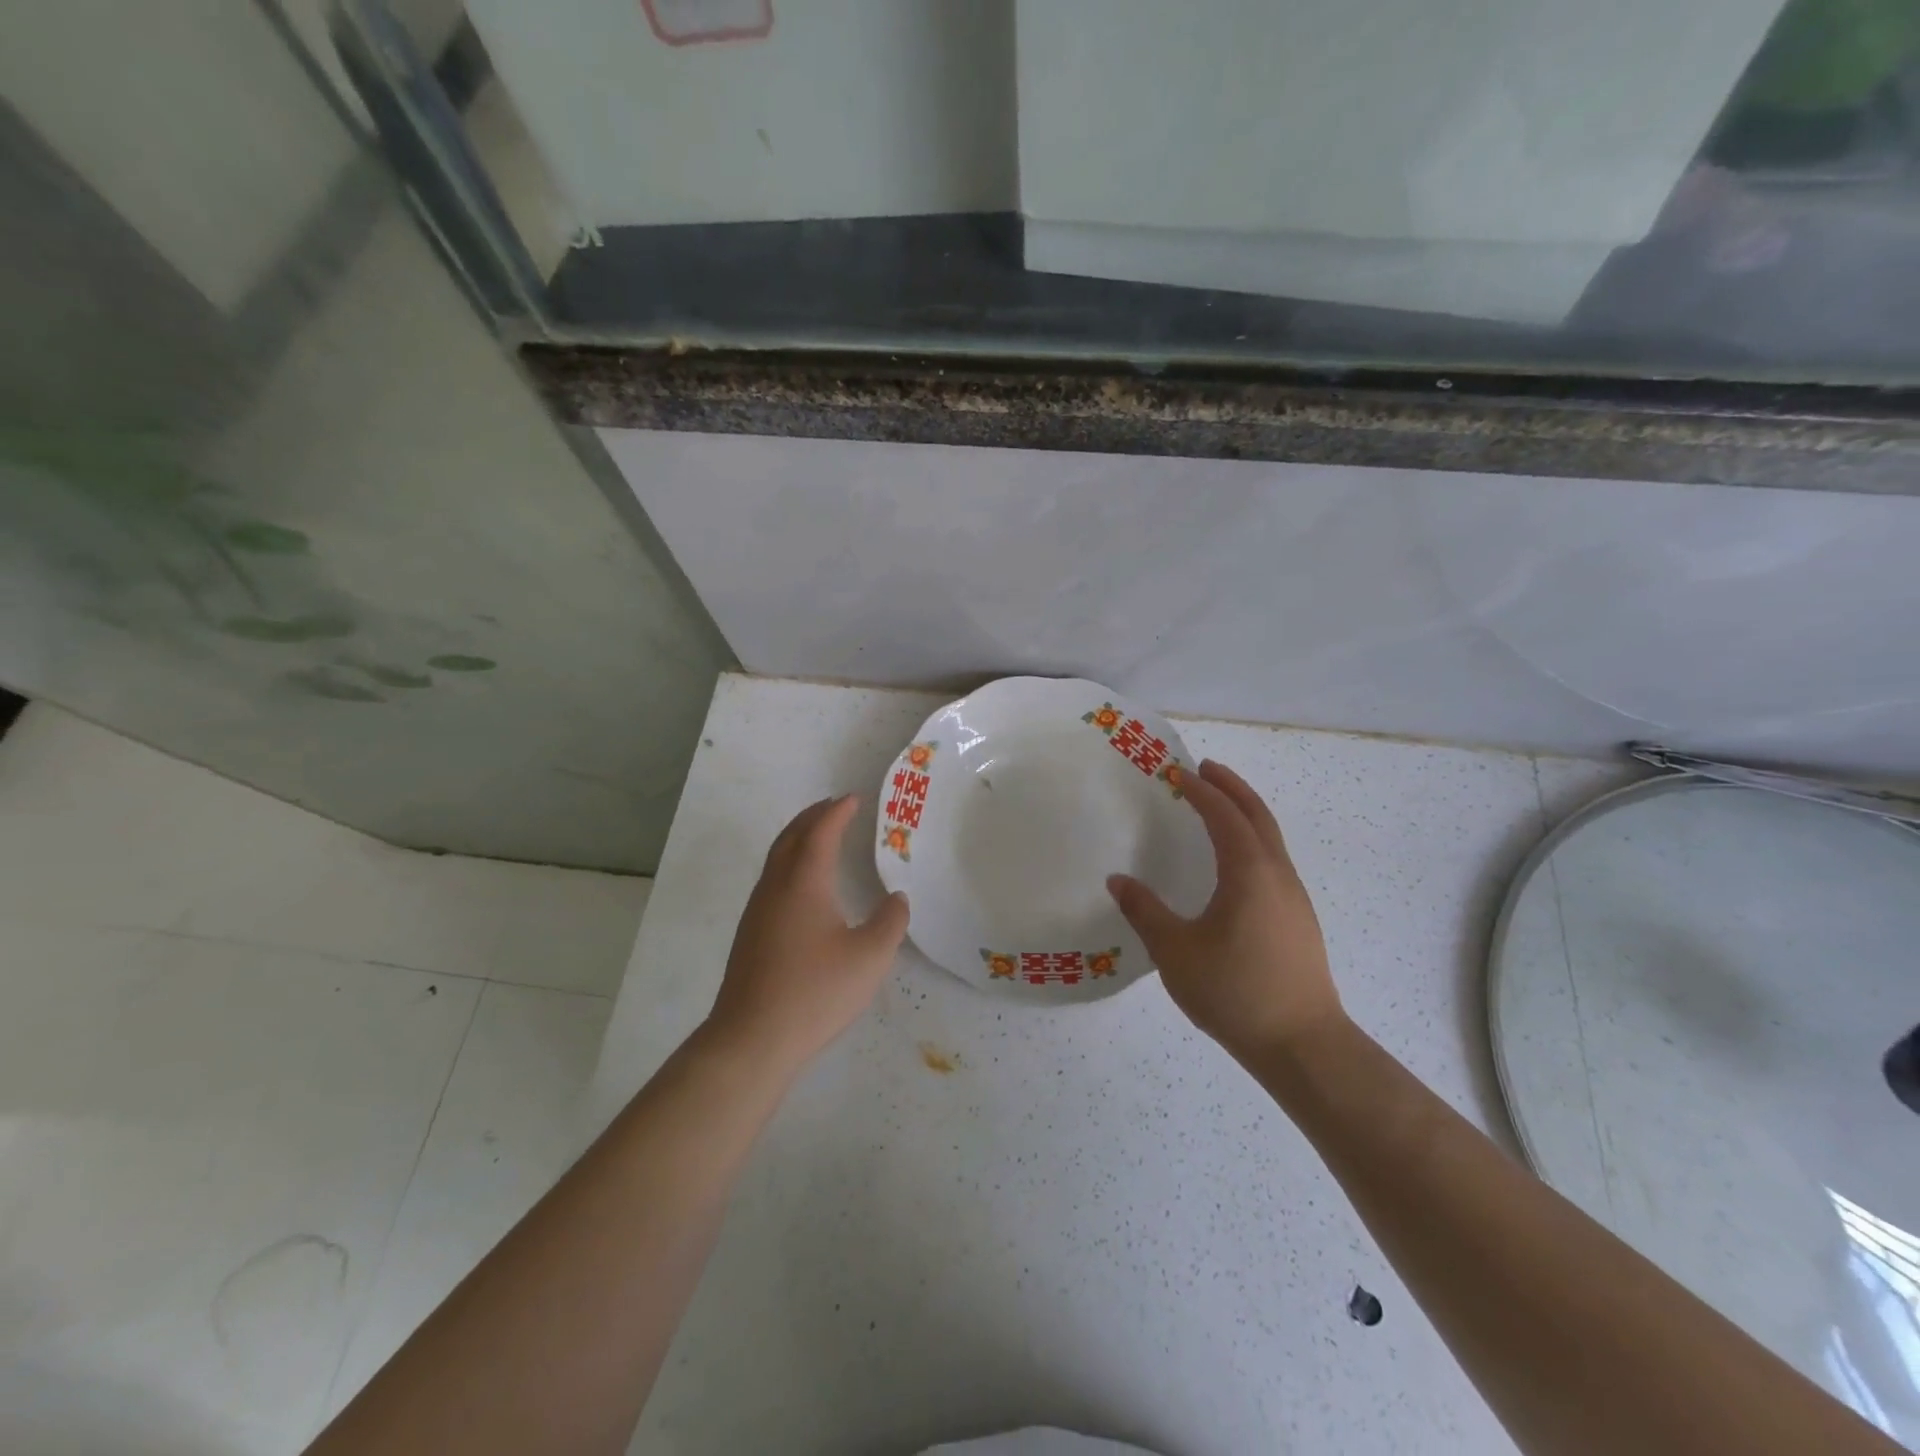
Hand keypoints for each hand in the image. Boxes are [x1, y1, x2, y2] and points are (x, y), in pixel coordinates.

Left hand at [706, 795, 909, 1074]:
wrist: (751, 1038)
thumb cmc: (815, 992)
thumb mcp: (870, 958)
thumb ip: (890, 922)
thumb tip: (896, 899)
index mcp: (804, 882)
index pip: (820, 832)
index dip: (837, 812)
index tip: (853, 799)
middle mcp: (776, 886)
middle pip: (792, 836)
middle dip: (814, 816)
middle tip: (836, 807)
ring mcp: (758, 910)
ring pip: (777, 857)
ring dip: (799, 838)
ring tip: (820, 836)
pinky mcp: (751, 933)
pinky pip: (772, 878)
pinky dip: (790, 862)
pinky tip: (804, 886)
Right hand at [1107, 759, 1342, 1064]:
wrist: (1303, 1045)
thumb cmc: (1235, 992)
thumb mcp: (1175, 952)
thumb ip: (1144, 911)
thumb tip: (1118, 881)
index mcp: (1249, 873)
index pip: (1224, 815)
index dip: (1201, 791)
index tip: (1178, 774)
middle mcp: (1277, 875)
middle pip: (1257, 815)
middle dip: (1231, 787)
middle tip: (1205, 769)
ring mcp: (1294, 897)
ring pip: (1270, 838)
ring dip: (1244, 813)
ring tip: (1217, 807)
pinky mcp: (1298, 919)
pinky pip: (1273, 860)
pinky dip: (1252, 840)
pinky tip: (1234, 863)